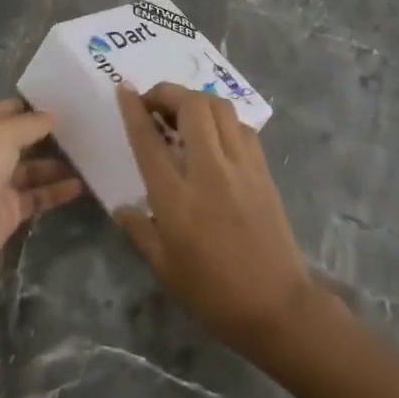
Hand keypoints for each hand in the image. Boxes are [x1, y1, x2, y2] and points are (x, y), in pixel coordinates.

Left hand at [0, 99, 82, 286]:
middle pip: (27, 138)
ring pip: (36, 168)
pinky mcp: (11, 209)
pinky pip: (39, 195)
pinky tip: (81, 185)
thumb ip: (31, 123)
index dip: (38, 105)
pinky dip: (58, 190)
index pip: (13, 108)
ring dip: (60, 163)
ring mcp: (0, 181)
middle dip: (54, 134)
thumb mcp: (2, 134)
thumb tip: (53, 116)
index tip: (71, 102)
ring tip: (92, 156)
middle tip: (89, 128)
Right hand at [114, 83, 317, 356]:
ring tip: (183, 114)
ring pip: (220, 108)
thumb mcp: (164, 267)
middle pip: (191, 106)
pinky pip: (241, 127)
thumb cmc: (213, 293)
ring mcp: (241, 166)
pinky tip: (215, 136)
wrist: (276, 308)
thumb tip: (121, 207)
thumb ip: (140, 230)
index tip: (124, 89)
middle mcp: (209, 171)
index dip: (134, 109)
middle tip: (155, 104)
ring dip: (196, 101)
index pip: (149, 139)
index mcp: (176, 198)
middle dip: (168, 93)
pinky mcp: (263, 170)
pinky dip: (223, 120)